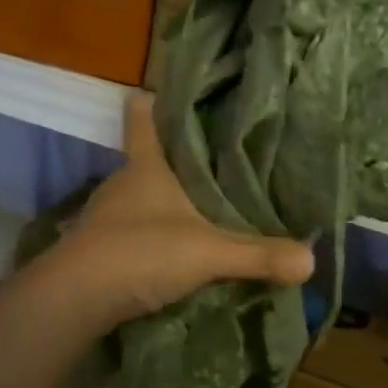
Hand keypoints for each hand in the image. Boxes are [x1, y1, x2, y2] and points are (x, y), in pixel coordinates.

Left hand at [54, 95, 315, 327]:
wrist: (74, 299)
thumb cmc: (140, 252)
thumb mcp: (207, 253)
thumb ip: (258, 255)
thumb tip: (313, 260)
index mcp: (146, 166)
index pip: (144, 119)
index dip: (153, 101)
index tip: (170, 89)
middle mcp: (122, 183)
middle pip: (149, 159)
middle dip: (177, 159)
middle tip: (218, 159)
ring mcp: (106, 216)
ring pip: (141, 197)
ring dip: (166, 202)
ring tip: (204, 207)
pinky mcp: (99, 247)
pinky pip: (134, 230)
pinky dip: (154, 234)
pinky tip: (176, 250)